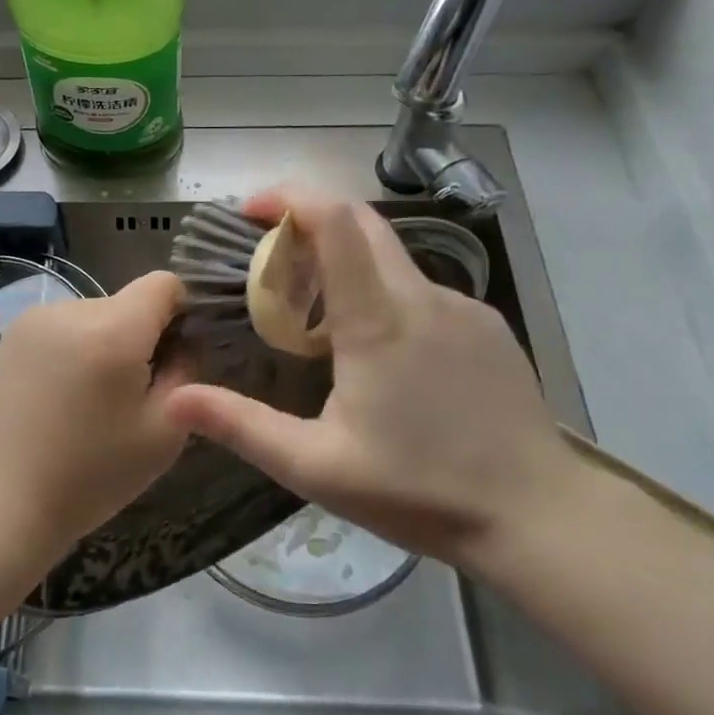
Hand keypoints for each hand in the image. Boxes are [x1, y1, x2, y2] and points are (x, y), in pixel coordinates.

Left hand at [0, 271, 190, 563]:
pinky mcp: (11, 334)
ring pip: (95, 315)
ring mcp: (35, 318)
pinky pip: (63, 327)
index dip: (182, 312)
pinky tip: (61, 397)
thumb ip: (186, 372)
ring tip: (92, 400)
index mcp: (113, 328)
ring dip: (106, 343)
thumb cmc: (89, 475)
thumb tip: (185, 341)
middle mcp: (72, 308)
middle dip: (141, 336)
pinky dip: (75, 350)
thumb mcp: (163, 432)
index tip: (176, 355)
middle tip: (134, 393)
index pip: (164, 283)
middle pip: (128, 302)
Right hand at [162, 191, 580, 567]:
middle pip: (362, 223)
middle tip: (270, 256)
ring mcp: (462, 306)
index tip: (250, 210)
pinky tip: (379, 351)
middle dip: (309, 219)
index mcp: (378, 318)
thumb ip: (242, 426)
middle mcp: (422, 296)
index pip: (335, 220)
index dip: (290, 197)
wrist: (540, 517)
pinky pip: (421, 290)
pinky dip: (384, 293)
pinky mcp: (487, 326)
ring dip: (346, 264)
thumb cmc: (421, 490)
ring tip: (316, 317)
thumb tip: (173, 398)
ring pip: (391, 259)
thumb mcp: (316, 466)